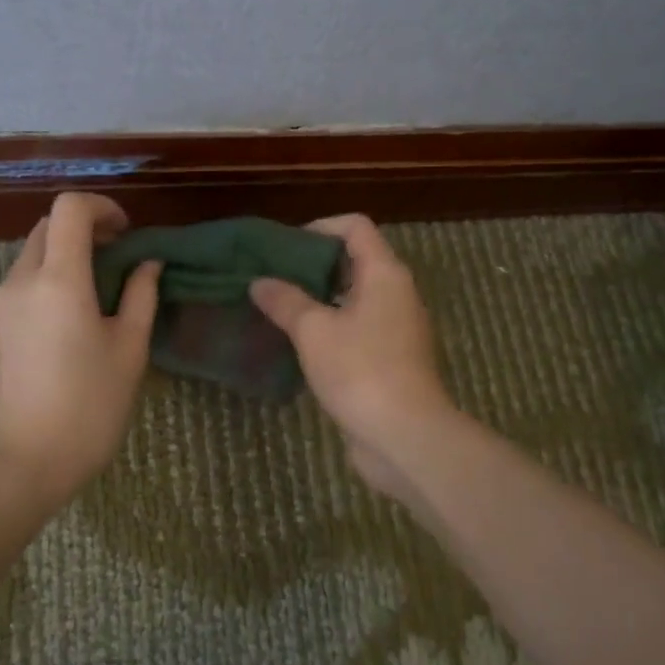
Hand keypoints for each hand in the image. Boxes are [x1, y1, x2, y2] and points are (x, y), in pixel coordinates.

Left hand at [0, 192, 161, 497]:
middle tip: (121, 256)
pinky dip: (54, 273)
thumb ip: (141, 296)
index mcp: (59, 280)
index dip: (102, 206)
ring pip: (35, 250)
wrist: (26, 462)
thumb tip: (148, 263)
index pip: (69, 208)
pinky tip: (79, 308)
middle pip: (50, 225)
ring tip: (104, 285)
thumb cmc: (89, 406)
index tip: (128, 233)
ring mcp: (4, 301)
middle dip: (87, 227)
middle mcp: (22, 279)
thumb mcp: (129, 349)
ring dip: (69, 250)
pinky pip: (26, 276)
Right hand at [249, 214, 454, 500]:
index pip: (355, 227)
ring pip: (354, 298)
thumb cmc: (360, 371)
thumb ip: (285, 301)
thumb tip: (259, 282)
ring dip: (319, 299)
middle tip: (273, 277)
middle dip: (313, 265)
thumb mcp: (313, 331)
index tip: (285, 247)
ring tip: (279, 308)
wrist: (405, 436)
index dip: (320, 227)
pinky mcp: (391, 359)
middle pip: (355, 260)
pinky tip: (299, 344)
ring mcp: (396, 328)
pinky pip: (358, 328)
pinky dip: (330, 327)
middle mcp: (396, 293)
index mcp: (384, 274)